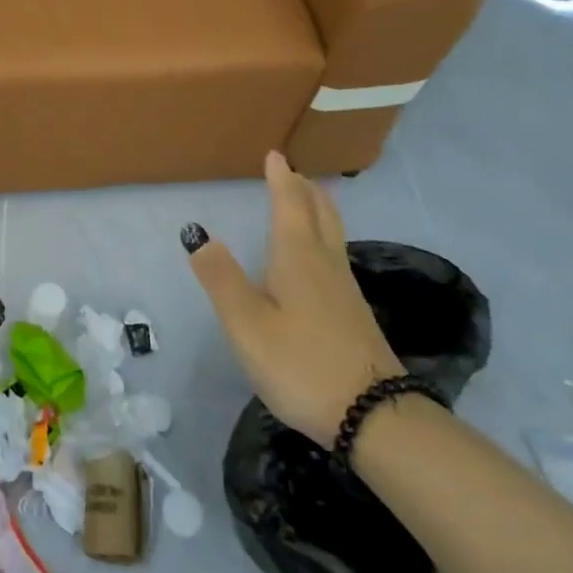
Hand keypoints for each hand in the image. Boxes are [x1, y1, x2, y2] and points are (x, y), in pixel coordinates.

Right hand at [187, 150, 400, 443]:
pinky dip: (324, 239)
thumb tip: (198, 234)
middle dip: (306, 190)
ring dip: (318, 211)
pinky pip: (336, 258)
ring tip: (307, 203)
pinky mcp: (355, 316)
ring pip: (333, 236)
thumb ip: (221, 279)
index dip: (281, 179)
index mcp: (298, 258)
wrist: (375, 417)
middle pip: (321, 214)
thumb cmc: (301, 364)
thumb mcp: (247, 324)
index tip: (276, 155)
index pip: (290, 205)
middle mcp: (326, 265)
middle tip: (293, 173)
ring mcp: (346, 291)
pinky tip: (318, 261)